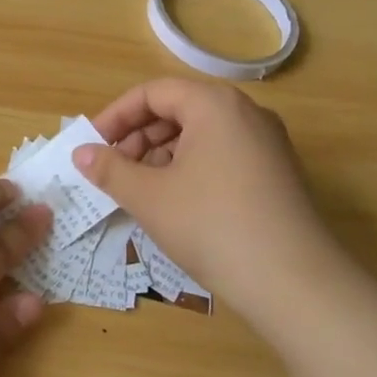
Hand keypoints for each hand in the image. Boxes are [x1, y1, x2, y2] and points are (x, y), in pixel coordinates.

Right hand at [74, 79, 345, 325]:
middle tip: (113, 171)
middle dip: (138, 137)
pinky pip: (223, 154)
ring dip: (162, 155)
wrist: (295, 283)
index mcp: (215, 104)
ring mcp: (267, 143)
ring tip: (141, 191)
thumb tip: (81, 154)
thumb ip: (110, 169)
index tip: (92, 146)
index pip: (153, 93)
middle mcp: (245, 112)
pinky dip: (191, 168)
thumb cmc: (212, 226)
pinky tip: (176, 203)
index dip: (116, 116)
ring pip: (201, 134)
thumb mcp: (150, 197)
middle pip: (179, 109)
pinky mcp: (278, 173)